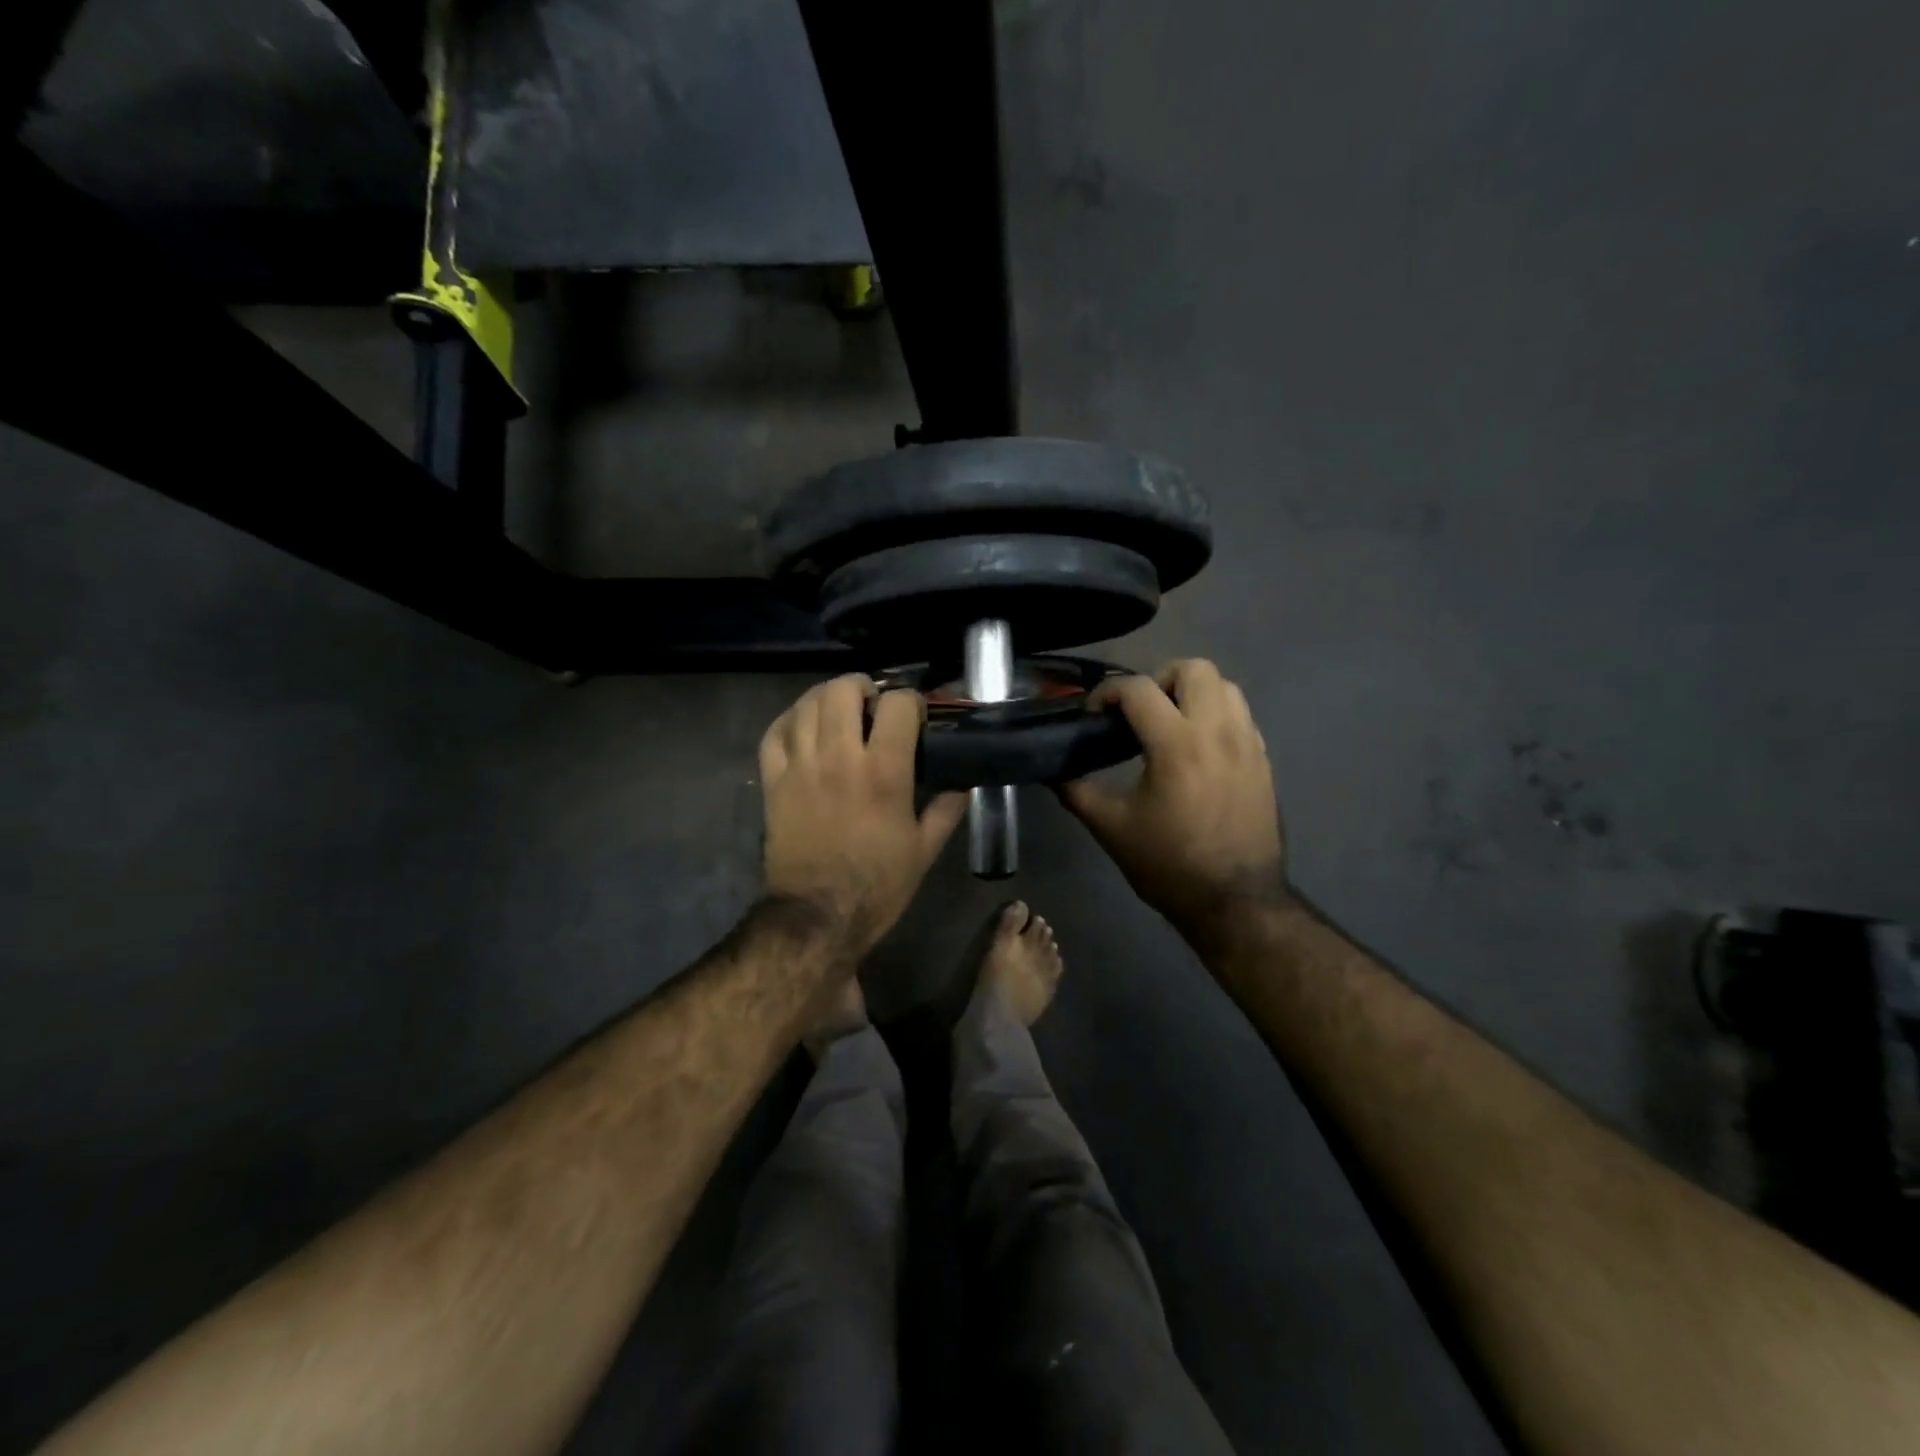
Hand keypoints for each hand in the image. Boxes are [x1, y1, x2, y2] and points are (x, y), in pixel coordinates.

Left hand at [760, 675, 968, 956]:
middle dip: (863, 688)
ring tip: (840, 711)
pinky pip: (774, 733)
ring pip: (807, 704)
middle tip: (873, 705)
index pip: (897, 703)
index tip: (915, 717)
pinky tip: (804, 727)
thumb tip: (962, 785)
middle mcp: (840, 757)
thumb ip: (946, 810)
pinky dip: (790, 720)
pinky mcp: (774, 781)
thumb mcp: (925, 851)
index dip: (911, 701)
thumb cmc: (877, 885)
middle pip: (843, 690)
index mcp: (884, 771)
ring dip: (827, 698)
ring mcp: (801, 766)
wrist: (817, 916)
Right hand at [1059, 659, 1285, 935]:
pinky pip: (1241, 715)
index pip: (1139, 689)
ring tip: (1169, 726)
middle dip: (1159, 680)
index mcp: (1177, 745)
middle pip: (1194, 669)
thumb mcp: (1112, 829)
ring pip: (1225, 686)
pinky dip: (1216, 716)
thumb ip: (1077, 792)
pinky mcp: (1263, 760)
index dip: (1108, 693)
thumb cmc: (1169, 865)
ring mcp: (1248, 743)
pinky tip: (1197, 750)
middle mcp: (1217, 732)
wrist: (1235, 901)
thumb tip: (1052, 772)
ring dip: (1192, 693)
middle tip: (1140, 714)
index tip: (1094, 716)